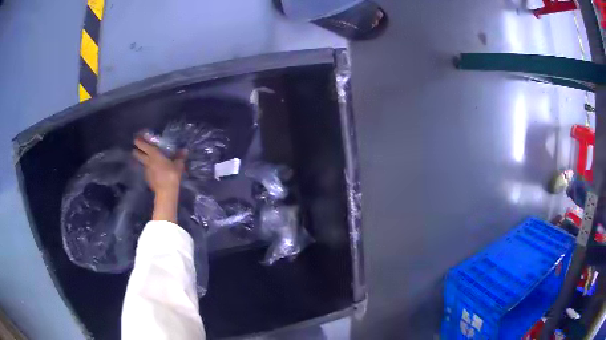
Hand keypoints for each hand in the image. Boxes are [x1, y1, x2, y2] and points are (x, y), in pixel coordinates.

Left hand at [133, 137, 186, 222]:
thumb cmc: (171, 175)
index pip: (143, 145)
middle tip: (137, 148)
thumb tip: (185, 150)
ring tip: (145, 158)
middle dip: (136, 151)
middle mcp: (147, 161)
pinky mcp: (147, 178)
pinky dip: (147, 168)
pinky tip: (152, 170)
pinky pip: (146, 170)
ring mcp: (146, 170)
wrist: (166, 192)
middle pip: (137, 154)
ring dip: (142, 159)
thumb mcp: (178, 165)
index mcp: (154, 154)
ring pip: (141, 162)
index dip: (139, 141)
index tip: (136, 138)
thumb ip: (180, 157)